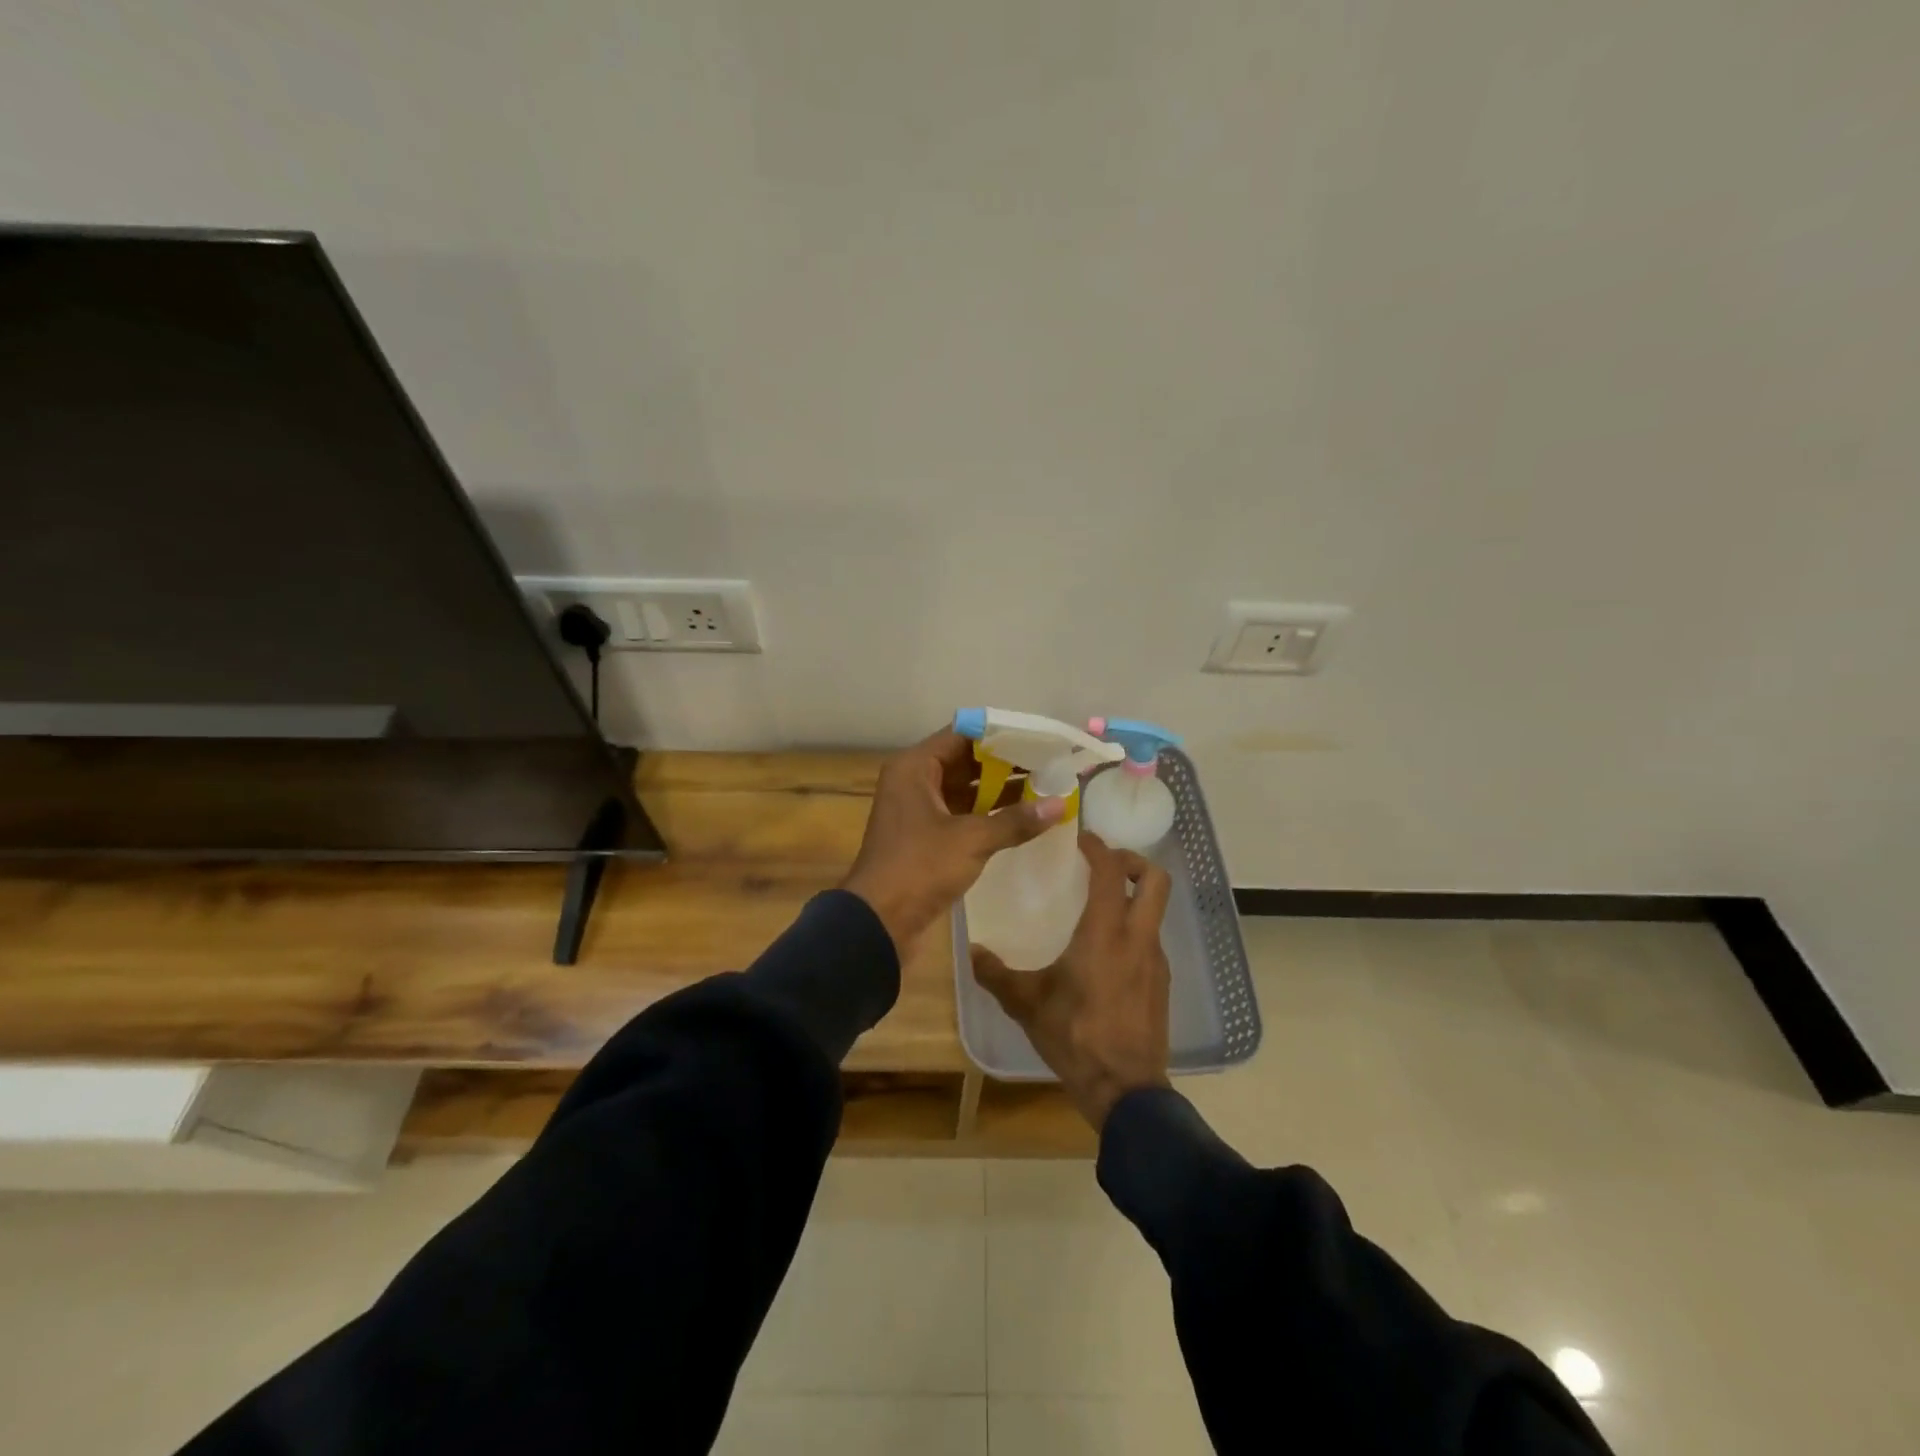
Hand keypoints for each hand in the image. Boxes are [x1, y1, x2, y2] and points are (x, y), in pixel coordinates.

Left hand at [841, 728, 1064, 956]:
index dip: (1000, 736)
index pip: (962, 735)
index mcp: (915, 767)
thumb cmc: (919, 867)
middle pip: (965, 761)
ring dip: (1000, 789)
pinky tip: (1022, 817)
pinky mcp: (926, 836)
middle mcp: (914, 781)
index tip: (1037, 739)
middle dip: (1006, 763)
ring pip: (965, 788)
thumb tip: (1060, 804)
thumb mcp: (971, 840)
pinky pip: (962, 813)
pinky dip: (988, 813)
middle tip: (1048, 763)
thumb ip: (1015, 820)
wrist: (878, 922)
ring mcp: (919, 809)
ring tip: (1044, 787)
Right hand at [971, 832, 1173, 1130]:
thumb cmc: (1075, 1036)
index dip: (1099, 847)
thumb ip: (997, 975)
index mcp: (1106, 932)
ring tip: (1099, 907)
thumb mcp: (1027, 1004)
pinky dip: (1134, 928)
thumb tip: (971, 951)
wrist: (1125, 1089)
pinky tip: (1107, 952)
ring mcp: (1156, 961)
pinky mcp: (1162, 983)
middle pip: (1156, 880)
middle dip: (1133, 862)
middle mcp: (1138, 938)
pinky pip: (1151, 939)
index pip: (1112, 871)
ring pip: (1156, 910)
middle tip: (1104, 864)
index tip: (1080, 839)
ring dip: (1134, 897)